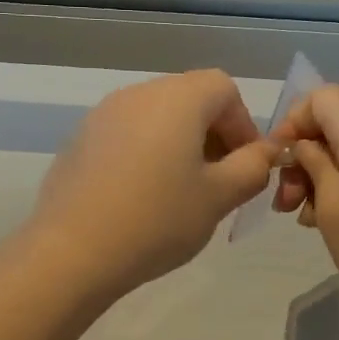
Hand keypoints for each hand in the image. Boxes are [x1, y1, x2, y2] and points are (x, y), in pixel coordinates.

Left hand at [27, 70, 276, 300]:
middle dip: (212, 134)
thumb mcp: (219, 197)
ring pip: (156, 117)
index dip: (243, 124)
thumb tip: (266, 151)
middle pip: (189, 98)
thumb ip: (252, 168)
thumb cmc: (158, 220)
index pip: (224, 88)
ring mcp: (102, 114)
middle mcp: (138, 93)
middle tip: (218, 181)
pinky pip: (126, 134)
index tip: (244, 165)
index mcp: (178, 98)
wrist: (72, 251)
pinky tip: (140, 197)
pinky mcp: (79, 140)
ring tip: (180, 191)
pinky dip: (145, 153)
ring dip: (179, 143)